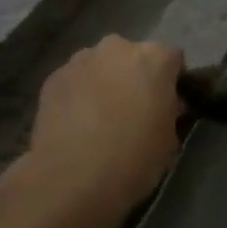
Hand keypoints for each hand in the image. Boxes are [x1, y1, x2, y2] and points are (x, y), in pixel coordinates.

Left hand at [22, 36, 183, 215]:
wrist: (72, 179)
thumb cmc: (133, 160)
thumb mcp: (170, 140)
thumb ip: (169, 111)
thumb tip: (162, 103)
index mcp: (153, 59)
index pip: (172, 58)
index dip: (171, 81)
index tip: (166, 103)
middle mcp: (117, 48)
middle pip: (132, 56)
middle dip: (134, 76)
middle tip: (132, 109)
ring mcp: (81, 59)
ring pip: (100, 65)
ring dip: (104, 81)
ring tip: (99, 117)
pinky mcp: (54, 76)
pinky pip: (75, 80)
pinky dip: (78, 94)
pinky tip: (75, 124)